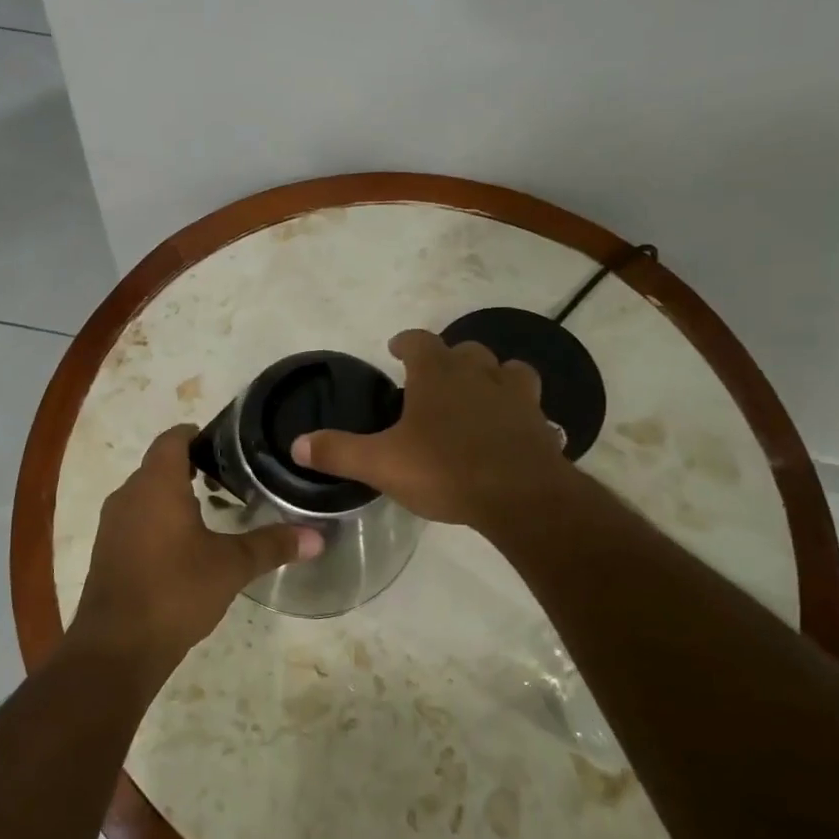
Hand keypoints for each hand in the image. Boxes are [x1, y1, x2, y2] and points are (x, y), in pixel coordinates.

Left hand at [70, 426, 321, 679]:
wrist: (117, 647)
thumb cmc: (175, 591)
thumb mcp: (231, 566)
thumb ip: (272, 545)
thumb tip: (318, 537)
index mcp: (156, 484)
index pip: (173, 438)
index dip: (199, 434)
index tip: (229, 444)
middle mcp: (128, 494)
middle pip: (160, 464)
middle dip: (193, 466)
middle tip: (233, 479)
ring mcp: (112, 523)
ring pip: (147, 493)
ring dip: (176, 495)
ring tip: (214, 511)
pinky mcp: (107, 550)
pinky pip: (136, 518)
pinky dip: (160, 520)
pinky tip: (185, 545)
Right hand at [290, 329, 572, 527]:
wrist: (522, 497)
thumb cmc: (446, 470)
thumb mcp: (381, 463)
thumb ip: (339, 451)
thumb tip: (296, 444)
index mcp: (438, 374)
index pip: (419, 341)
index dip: (405, 342)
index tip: (395, 348)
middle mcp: (479, 374)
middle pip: (464, 351)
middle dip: (448, 361)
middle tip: (433, 382)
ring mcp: (516, 396)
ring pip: (507, 370)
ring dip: (492, 378)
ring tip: (479, 396)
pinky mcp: (541, 424)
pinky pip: (532, 408)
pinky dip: (520, 413)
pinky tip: (513, 431)